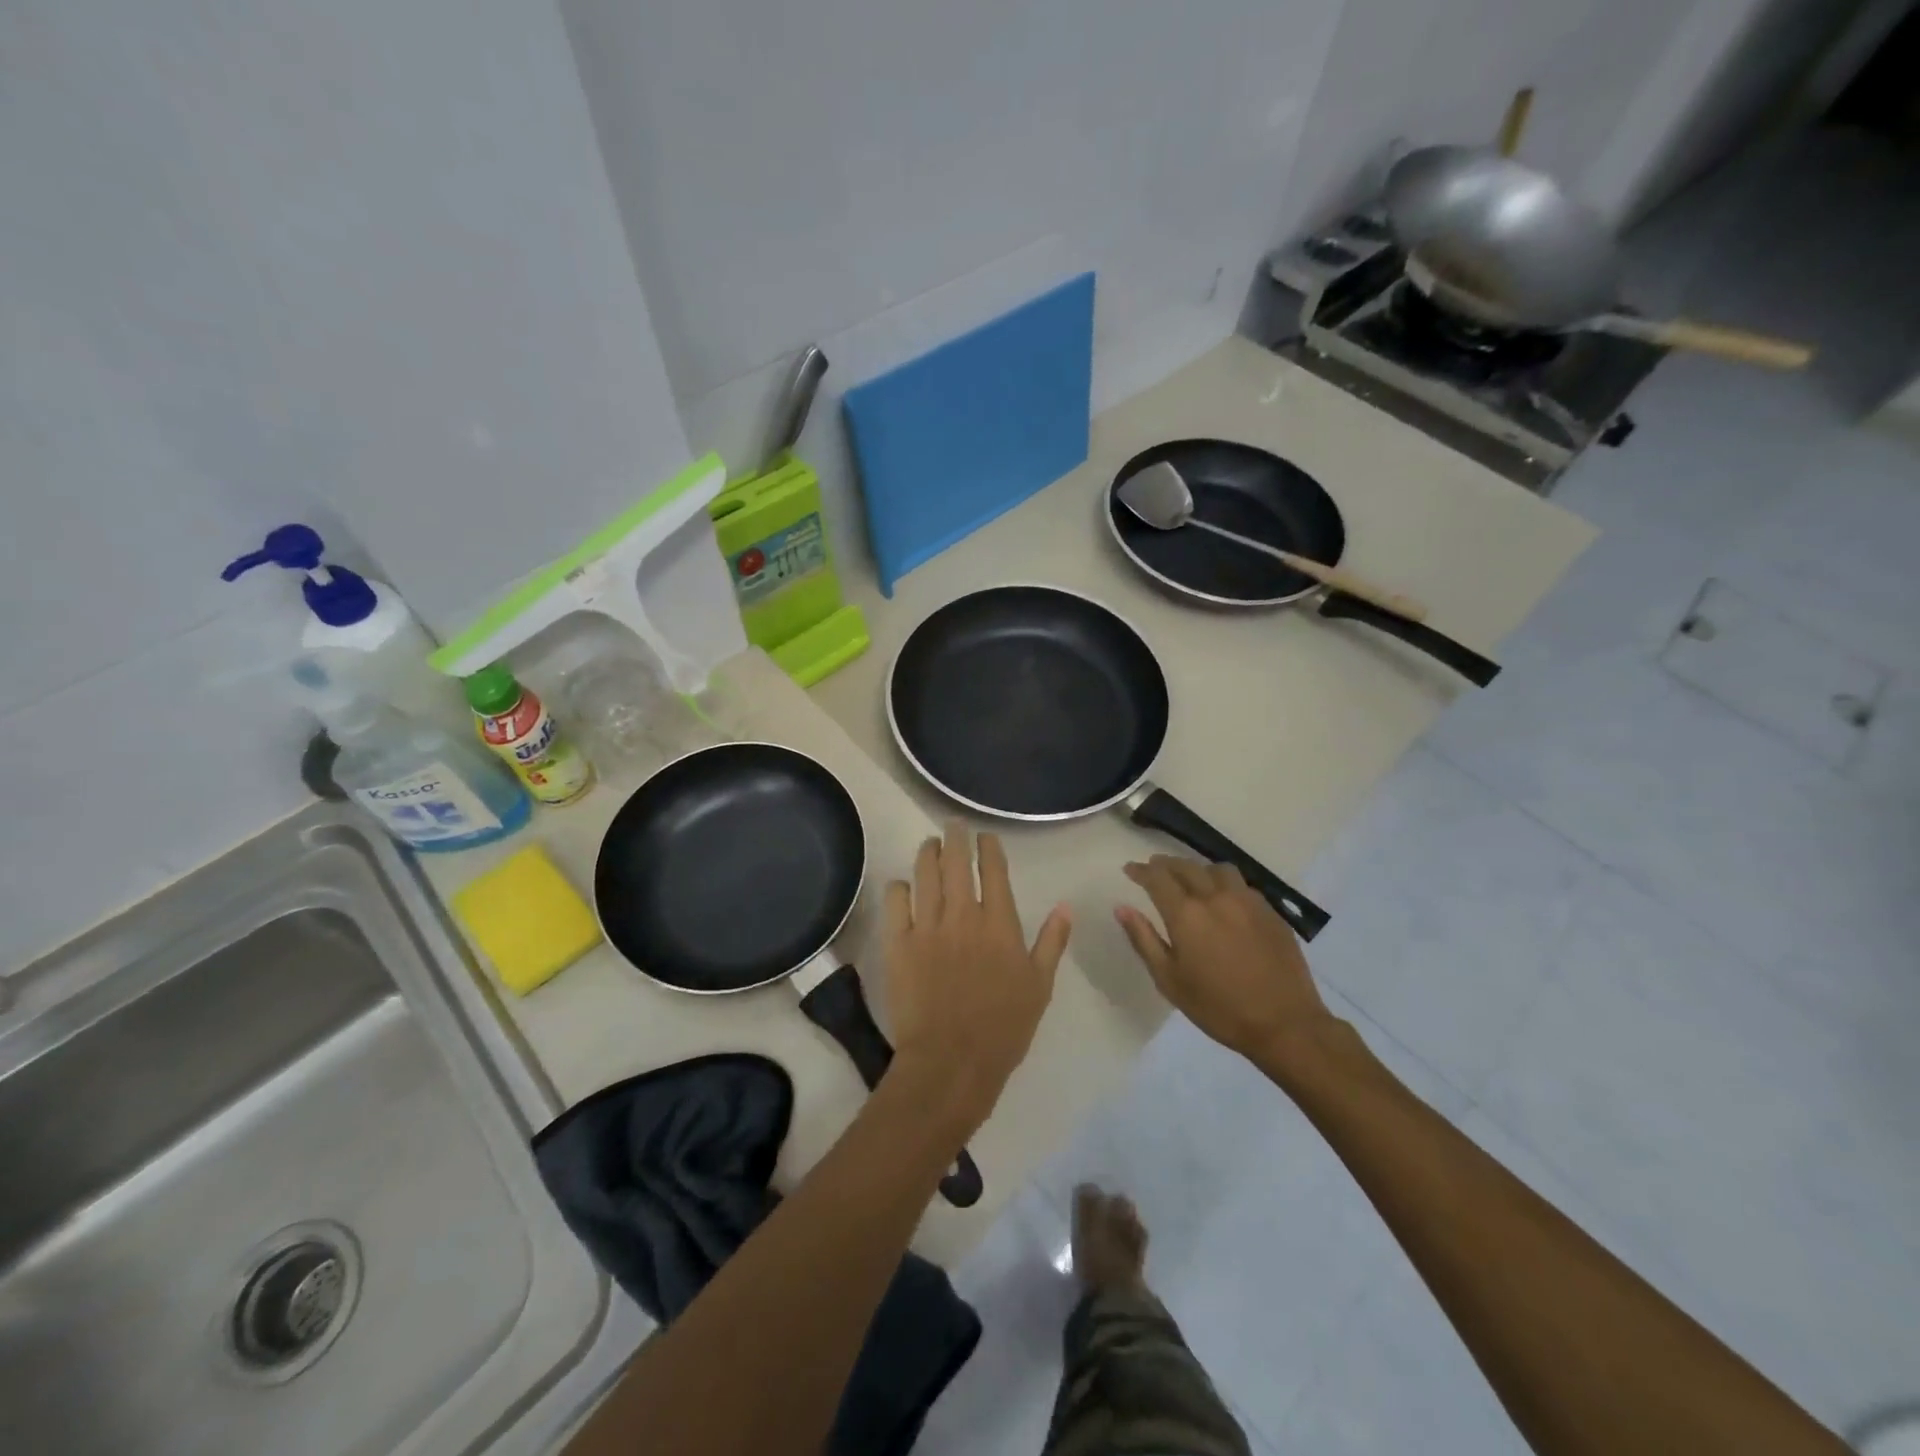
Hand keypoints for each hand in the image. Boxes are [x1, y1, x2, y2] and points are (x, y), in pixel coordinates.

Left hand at [883, 822, 1071, 1136]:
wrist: (951, 1061)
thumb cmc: (1004, 1028)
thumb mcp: (1040, 986)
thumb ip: (1052, 942)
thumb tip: (1065, 906)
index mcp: (999, 923)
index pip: (993, 870)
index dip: (988, 847)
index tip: (985, 836)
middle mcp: (962, 915)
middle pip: (955, 862)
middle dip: (955, 837)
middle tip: (953, 825)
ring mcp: (927, 926)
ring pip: (924, 873)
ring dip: (927, 852)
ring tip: (929, 844)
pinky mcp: (898, 943)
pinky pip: (895, 902)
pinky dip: (899, 888)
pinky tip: (903, 886)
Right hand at [1117, 856, 1338, 1067]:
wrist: (1285, 1024)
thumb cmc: (1218, 1007)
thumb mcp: (1170, 980)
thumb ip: (1144, 939)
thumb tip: (1122, 908)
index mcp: (1187, 913)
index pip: (1157, 877)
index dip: (1141, 870)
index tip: (1130, 869)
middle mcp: (1216, 897)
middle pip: (1186, 866)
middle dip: (1165, 865)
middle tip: (1154, 869)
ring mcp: (1247, 901)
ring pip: (1217, 869)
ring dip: (1197, 869)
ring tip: (1191, 879)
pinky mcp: (1270, 911)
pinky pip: (1241, 884)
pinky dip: (1224, 883)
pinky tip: (1224, 899)